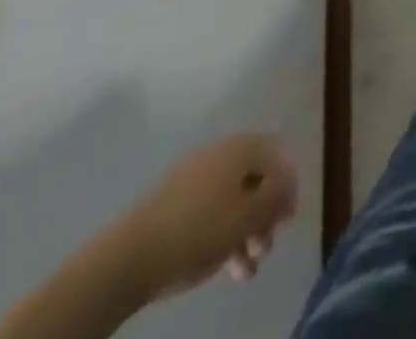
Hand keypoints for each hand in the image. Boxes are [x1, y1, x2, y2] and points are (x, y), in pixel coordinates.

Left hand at [116, 134, 297, 295]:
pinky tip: (223, 266)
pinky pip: (209, 211)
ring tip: (245, 269)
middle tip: (266, 248)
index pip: (278, 158)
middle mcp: (220, 153)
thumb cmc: (199, 231)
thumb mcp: (248, 216)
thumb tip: (287, 189)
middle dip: (264, 216)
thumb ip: (276, 198)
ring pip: (231, 200)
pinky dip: (221, 234)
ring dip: (244, 232)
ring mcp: (192, 176)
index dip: (288, 188)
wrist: (127, 258)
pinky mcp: (172, 202)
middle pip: (254, 181)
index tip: (287, 222)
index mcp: (241, 147)